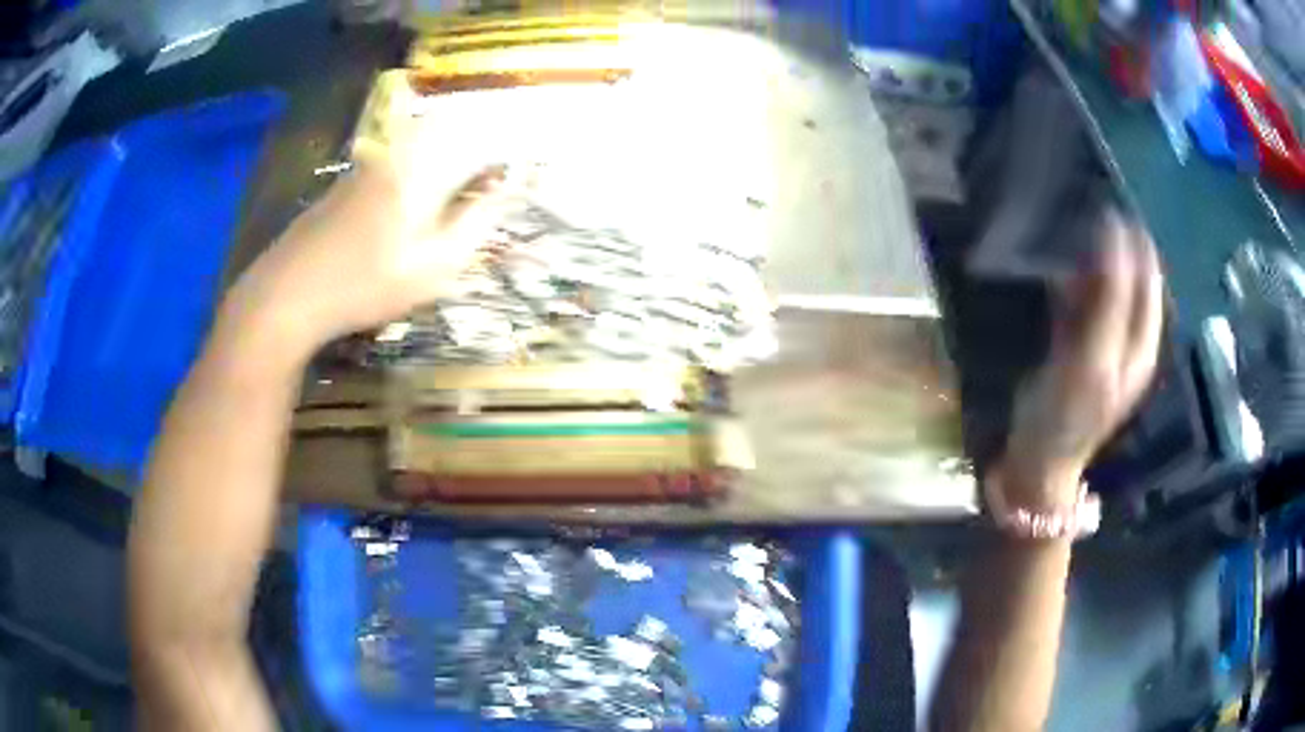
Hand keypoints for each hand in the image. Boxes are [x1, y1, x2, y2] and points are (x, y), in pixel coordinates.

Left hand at [227, 139, 509, 352]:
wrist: (287, 293)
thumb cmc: (366, 283)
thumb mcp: (434, 265)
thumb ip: (477, 223)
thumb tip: (509, 191)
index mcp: (425, 167)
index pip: (482, 141)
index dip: (507, 156)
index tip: (521, 177)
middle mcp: (397, 152)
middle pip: (450, 132)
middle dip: (477, 152)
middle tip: (488, 188)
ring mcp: (367, 165)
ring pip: (419, 145)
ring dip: (445, 161)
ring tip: (452, 201)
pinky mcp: (345, 182)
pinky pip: (393, 161)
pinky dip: (414, 174)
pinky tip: (404, 213)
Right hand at [997, 210, 1163, 508]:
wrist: (1037, 464)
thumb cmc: (1066, 415)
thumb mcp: (1093, 357)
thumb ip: (1108, 298)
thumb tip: (1113, 234)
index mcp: (1142, 341)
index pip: (1147, 276)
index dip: (1132, 243)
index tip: (1106, 208)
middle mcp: (1130, 337)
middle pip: (1129, 278)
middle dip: (1111, 247)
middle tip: (1081, 216)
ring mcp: (1104, 341)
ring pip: (1106, 286)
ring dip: (1090, 261)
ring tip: (1067, 235)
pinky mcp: (1079, 346)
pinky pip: (1083, 301)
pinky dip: (1072, 282)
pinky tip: (1056, 273)